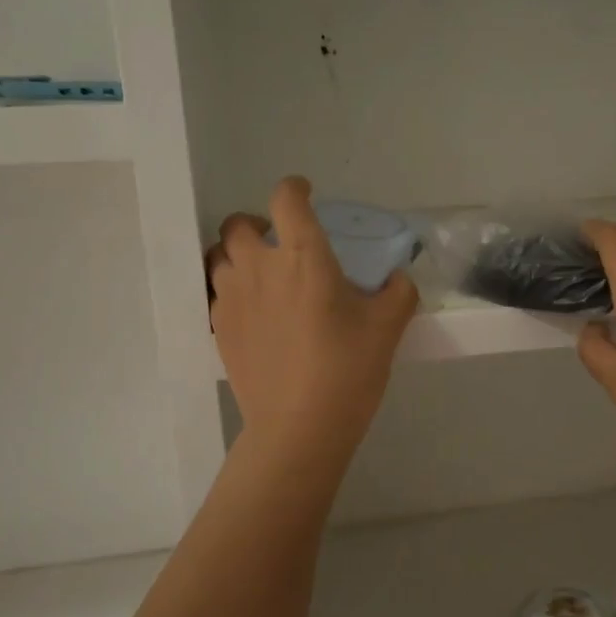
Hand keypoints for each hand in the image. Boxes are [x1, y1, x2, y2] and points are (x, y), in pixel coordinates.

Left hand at [207, 177, 417, 464]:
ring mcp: (232, 299)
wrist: (299, 428)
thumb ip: (398, 292)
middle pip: (238, 224)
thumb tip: (397, 279)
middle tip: (280, 243)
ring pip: (219, 257)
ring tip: (262, 277)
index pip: (286, 199)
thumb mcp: (388, 327)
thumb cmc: (347, 370)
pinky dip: (232, 292)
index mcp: (303, 257)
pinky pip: (216, 294)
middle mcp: (260, 267)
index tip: (306, 194)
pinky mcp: (218, 329)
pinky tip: (255, 314)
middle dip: (257, 224)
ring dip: (238, 256)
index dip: (295, 188)